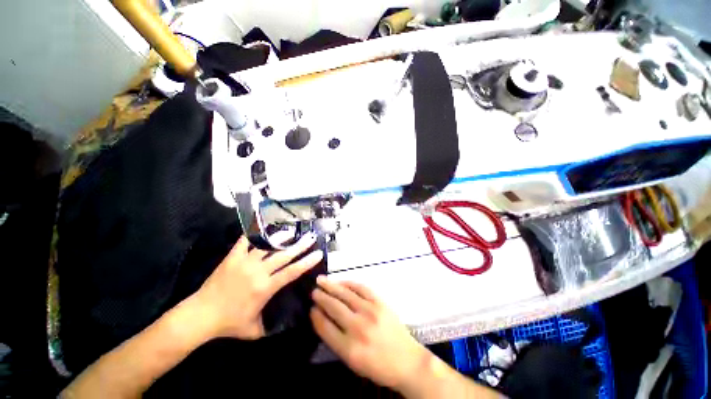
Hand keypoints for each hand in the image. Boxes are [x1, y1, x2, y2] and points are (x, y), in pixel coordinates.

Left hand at [192, 234, 322, 339]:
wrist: (201, 315)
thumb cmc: (229, 324)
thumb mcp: (255, 330)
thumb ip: (271, 325)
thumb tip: (285, 321)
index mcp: (265, 288)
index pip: (291, 272)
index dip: (306, 262)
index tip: (318, 253)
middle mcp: (258, 272)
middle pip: (284, 255)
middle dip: (300, 246)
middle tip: (311, 237)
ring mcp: (244, 263)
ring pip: (267, 246)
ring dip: (281, 238)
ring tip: (291, 231)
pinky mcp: (232, 258)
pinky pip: (244, 242)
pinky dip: (254, 234)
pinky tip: (262, 227)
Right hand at [310, 278, 430, 390]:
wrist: (407, 360)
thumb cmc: (378, 366)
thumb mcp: (353, 362)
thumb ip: (336, 341)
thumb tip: (323, 319)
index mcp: (349, 349)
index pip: (325, 327)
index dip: (316, 316)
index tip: (311, 308)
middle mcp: (358, 327)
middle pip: (334, 307)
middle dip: (321, 297)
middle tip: (313, 291)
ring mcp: (370, 311)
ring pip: (345, 294)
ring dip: (331, 286)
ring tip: (321, 281)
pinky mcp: (380, 302)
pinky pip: (361, 288)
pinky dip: (349, 283)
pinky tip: (342, 282)